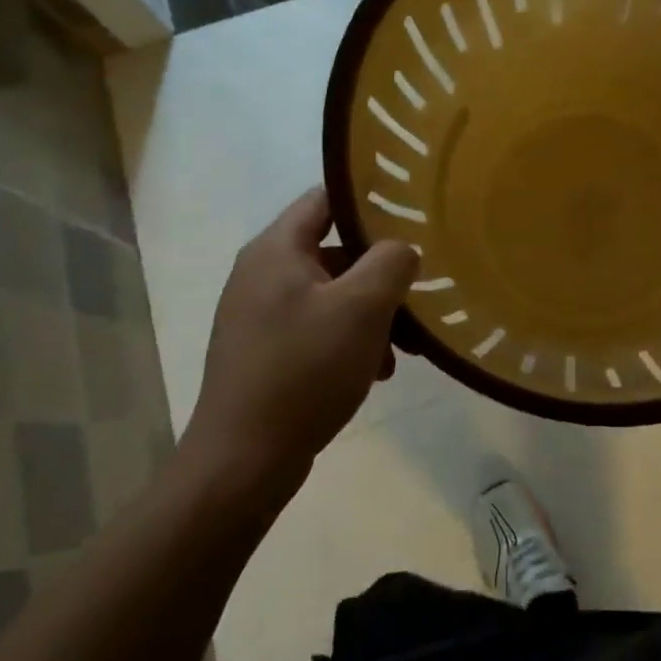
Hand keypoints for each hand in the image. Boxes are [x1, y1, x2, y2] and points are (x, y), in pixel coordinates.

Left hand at [178, 188, 418, 494]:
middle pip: (335, 251)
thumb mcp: (362, 307)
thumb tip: (401, 249)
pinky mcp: (265, 352)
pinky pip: (318, 328)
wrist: (243, 462)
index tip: (412, 214)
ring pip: (332, 294)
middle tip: (417, 292)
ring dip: (371, 313)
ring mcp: (259, 315)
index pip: (326, 198)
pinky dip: (350, 340)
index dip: (370, 200)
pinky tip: (376, 371)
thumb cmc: (305, 370)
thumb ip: (391, 262)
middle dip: (380, 273)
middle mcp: (262, 273)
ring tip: (404, 348)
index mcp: (277, 250)